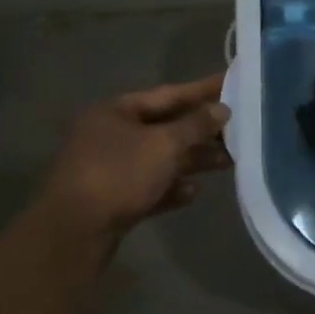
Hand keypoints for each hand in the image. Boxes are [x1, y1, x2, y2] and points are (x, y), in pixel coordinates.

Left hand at [38, 74, 230, 239]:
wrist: (74, 232)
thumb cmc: (119, 174)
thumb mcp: (164, 144)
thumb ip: (196, 125)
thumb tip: (222, 108)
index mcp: (116, 111)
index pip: (169, 94)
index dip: (203, 89)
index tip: (234, 82)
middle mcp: (110, 134)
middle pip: (166, 126)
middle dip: (203, 130)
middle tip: (240, 128)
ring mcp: (110, 167)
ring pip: (161, 158)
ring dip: (194, 160)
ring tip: (229, 162)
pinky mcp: (113, 198)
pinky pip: (151, 186)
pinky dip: (172, 187)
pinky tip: (193, 191)